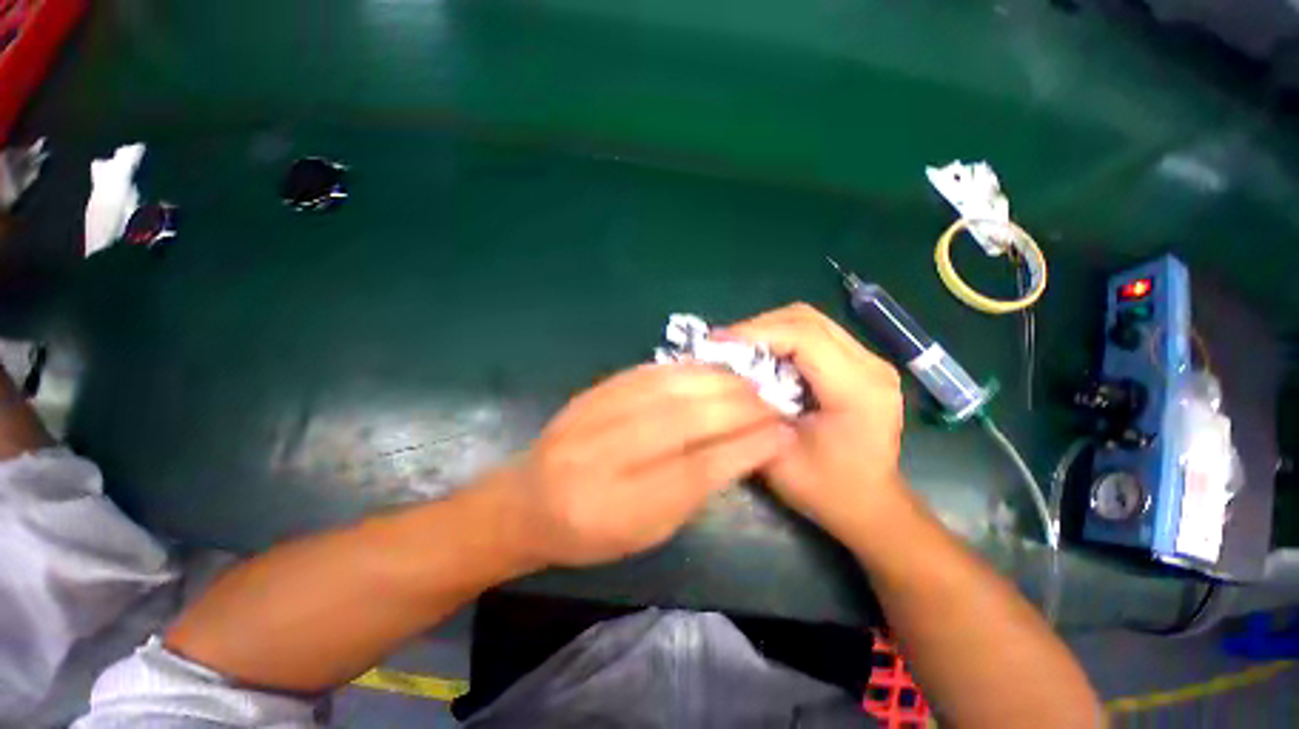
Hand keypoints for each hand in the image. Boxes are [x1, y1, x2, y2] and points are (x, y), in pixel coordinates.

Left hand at [490, 363, 794, 568]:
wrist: (526, 500)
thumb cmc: (590, 531)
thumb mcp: (646, 531)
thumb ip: (693, 491)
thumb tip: (743, 450)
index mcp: (618, 509)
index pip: (697, 470)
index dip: (746, 447)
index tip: (783, 432)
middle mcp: (604, 456)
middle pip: (685, 419)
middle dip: (738, 406)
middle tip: (773, 399)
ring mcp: (595, 415)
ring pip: (669, 387)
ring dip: (718, 381)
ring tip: (750, 381)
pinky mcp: (594, 391)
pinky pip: (649, 372)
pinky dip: (688, 369)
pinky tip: (712, 369)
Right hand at [725, 303, 906, 540]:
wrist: (871, 507)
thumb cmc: (826, 490)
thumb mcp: (778, 457)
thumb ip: (752, 412)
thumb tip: (725, 374)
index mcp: (858, 390)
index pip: (804, 336)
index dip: (756, 332)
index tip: (718, 341)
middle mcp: (872, 365)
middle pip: (808, 319)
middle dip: (759, 326)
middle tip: (725, 344)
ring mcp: (871, 361)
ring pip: (811, 321)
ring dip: (771, 330)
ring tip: (740, 349)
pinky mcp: (862, 365)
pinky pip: (817, 335)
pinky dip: (784, 339)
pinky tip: (764, 357)